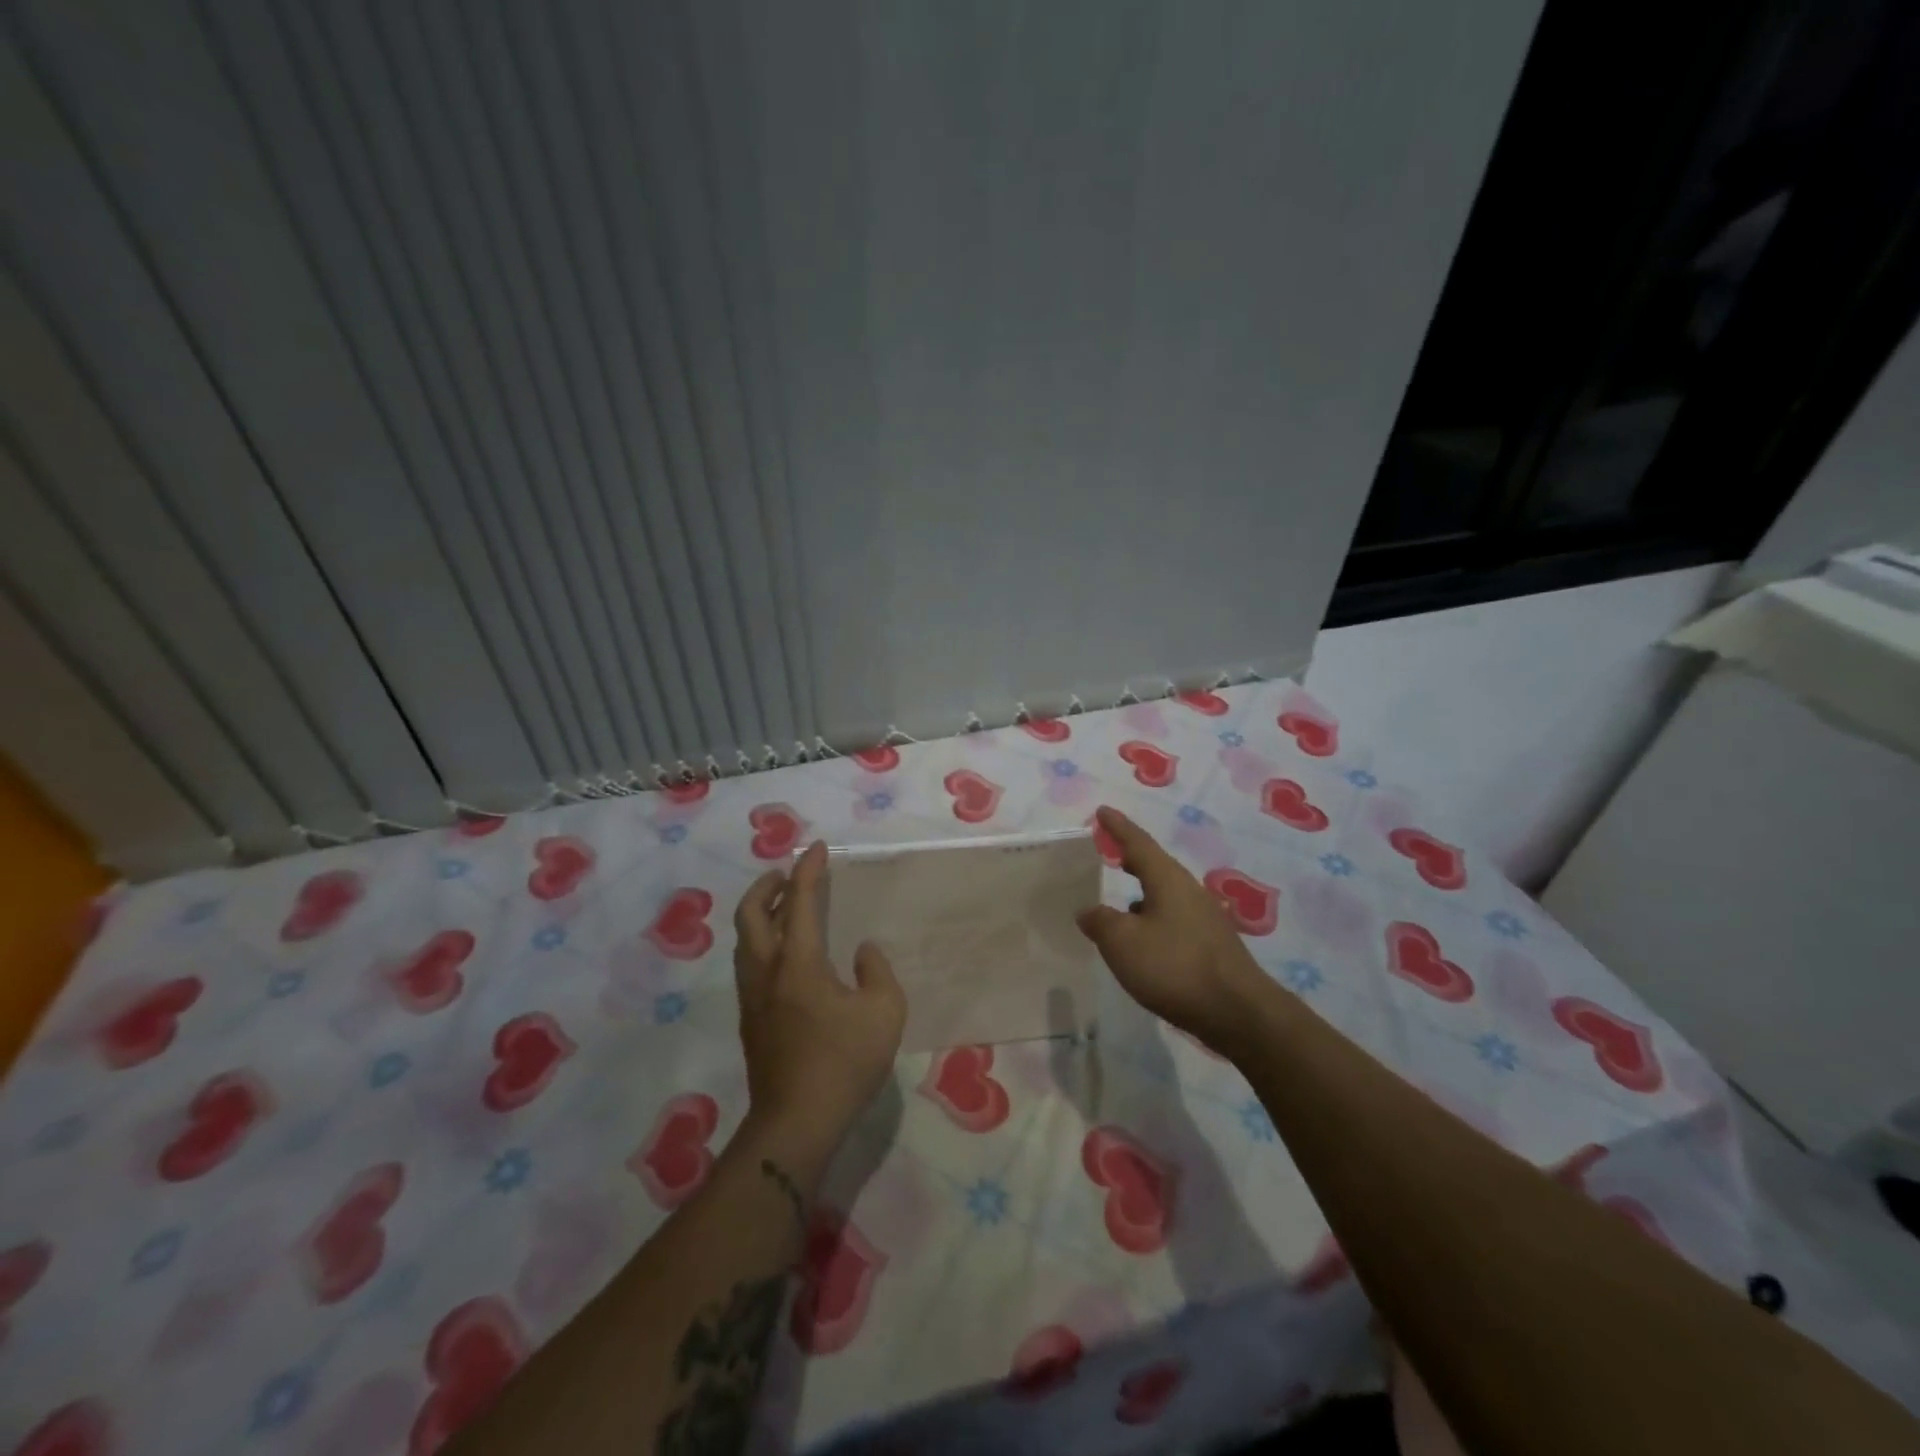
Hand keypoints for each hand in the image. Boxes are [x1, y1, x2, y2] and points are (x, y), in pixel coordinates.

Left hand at [733, 842, 906, 1152]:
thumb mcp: (884, 1012)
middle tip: (787, 875)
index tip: (817, 847)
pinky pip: (749, 964)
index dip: (808, 870)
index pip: (798, 901)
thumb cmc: (844, 1063)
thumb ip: (877, 971)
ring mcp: (752, 998)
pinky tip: (785, 955)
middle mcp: (766, 972)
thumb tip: (863, 952)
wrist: (796, 1122)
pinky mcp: (750, 1020)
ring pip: (744, 940)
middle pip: (750, 913)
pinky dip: (761, 941)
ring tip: (784, 908)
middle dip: (766, 885)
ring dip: (760, 913)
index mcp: (798, 963)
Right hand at [1075, 806, 1273, 1055]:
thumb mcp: (1122, 942)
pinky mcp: (1211, 945)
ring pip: (1165, 895)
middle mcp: (1188, 891)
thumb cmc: (1175, 967)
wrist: (1238, 1012)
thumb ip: (1100, 921)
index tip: (1102, 812)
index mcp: (1167, 879)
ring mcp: (1204, 918)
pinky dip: (1154, 918)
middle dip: (1132, 857)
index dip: (1117, 827)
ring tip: (1122, 899)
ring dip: (1143, 892)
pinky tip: (1146, 939)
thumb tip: (1088, 910)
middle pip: (1155, 866)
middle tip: (1111, 849)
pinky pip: (1174, 919)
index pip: (1137, 843)